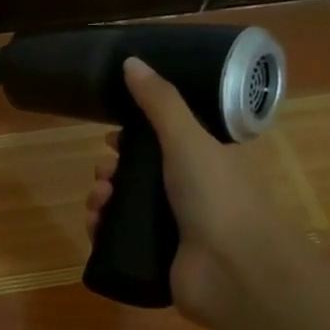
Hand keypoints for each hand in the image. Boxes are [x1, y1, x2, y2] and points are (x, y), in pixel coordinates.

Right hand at [86, 57, 291, 325]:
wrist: (234, 270)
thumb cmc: (216, 196)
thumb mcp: (187, 138)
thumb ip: (159, 101)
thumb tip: (130, 60)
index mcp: (205, 161)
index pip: (164, 141)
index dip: (134, 137)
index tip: (111, 137)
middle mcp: (191, 193)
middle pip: (139, 175)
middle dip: (112, 171)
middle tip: (104, 175)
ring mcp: (175, 229)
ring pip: (126, 207)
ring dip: (102, 200)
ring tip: (97, 203)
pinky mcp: (158, 258)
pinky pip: (121, 239)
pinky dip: (102, 231)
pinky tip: (95, 228)